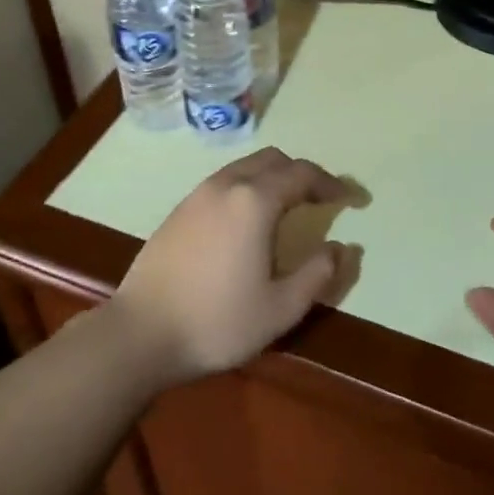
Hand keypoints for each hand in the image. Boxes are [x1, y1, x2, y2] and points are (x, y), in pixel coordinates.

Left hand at [108, 148, 350, 385]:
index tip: (353, 199)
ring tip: (289, 208)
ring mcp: (197, 195)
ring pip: (244, 168)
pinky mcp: (178, 211)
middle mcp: (226, 185)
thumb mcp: (280, 308)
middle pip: (273, 160)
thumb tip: (342, 248)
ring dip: (272, 179)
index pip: (302, 175)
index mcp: (254, 201)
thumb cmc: (217, 322)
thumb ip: (317, 274)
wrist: (140, 334)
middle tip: (321, 200)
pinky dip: (247, 188)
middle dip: (302, 174)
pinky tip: (248, 222)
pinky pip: (223, 183)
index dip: (333, 184)